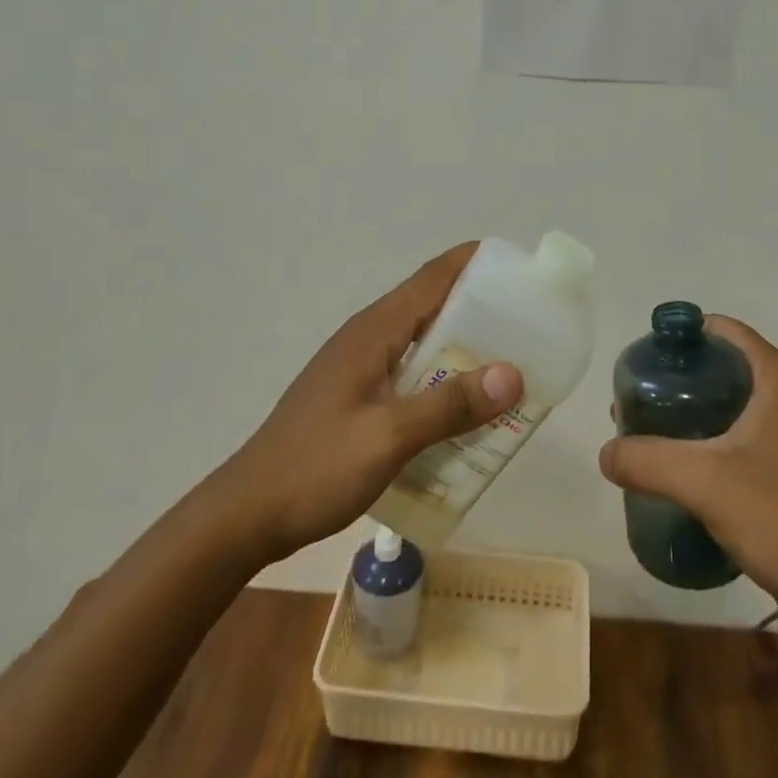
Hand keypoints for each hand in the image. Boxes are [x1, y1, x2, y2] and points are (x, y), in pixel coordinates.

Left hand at [216, 243, 522, 560]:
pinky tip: (465, 412)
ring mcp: (361, 368)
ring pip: (424, 344)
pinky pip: (412, 375)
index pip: (433, 277)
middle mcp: (369, 338)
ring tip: (511, 370)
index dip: (476, 264)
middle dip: (482, 312)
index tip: (520, 271)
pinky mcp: (358, 396)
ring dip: (465, 352)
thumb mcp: (388, 437)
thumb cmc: (316, 467)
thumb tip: (513, 374)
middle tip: (531, 329)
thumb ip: (449, 406)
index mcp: (374, 330)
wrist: (247, 513)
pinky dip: (443, 382)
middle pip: (433, 307)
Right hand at [598, 316, 777, 607]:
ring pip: (732, 406)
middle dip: (677, 381)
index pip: (723, 331)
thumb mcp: (704, 482)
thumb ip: (647, 460)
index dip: (681, 338)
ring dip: (691, 416)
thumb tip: (605, 453)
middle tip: (636, 404)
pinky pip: (742, 439)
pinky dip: (710, 444)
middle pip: (723, 367)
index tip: (642, 361)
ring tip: (649, 437)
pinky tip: (682, 471)